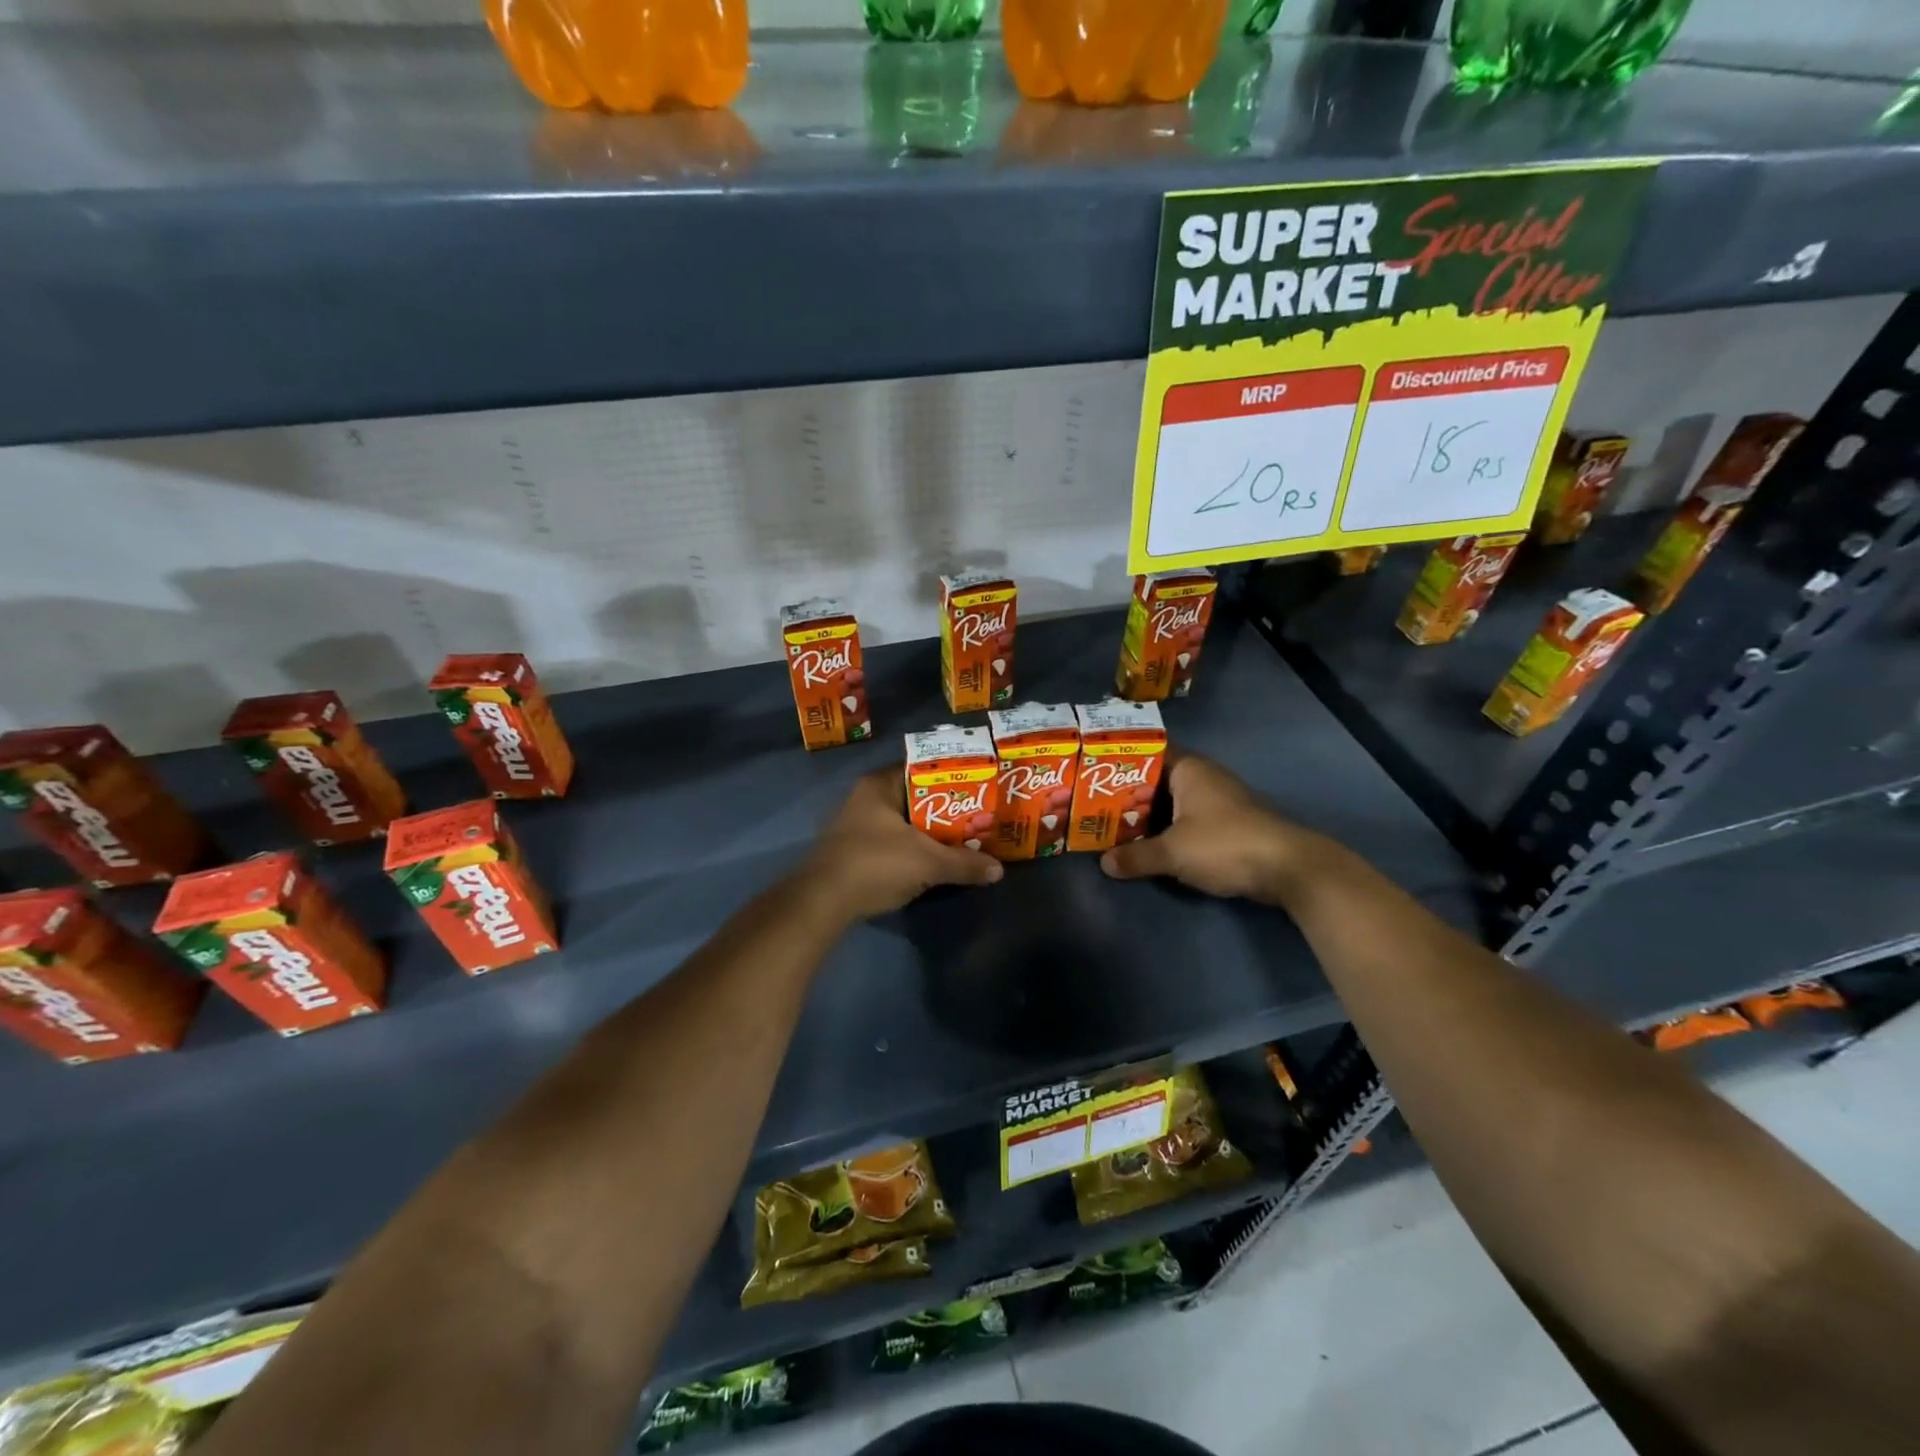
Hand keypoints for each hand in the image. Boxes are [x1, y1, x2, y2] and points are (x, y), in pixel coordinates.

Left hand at [803, 768, 1002, 923]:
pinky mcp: (853, 851)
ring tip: (964, 840)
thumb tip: (999, 871)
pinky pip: (893, 842)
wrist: (821, 902)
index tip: (980, 787)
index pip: (924, 768)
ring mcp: (857, 825)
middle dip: (947, 809)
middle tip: (979, 817)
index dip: (954, 777)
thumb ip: (964, 864)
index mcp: (880, 785)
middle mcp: (866, 798)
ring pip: (905, 822)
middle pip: (916, 797)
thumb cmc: (875, 864)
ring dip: (930, 832)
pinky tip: (934, 861)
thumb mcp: (928, 863)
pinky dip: (914, 848)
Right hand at [1099, 751, 1313, 902]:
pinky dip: (1167, 827)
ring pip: (1172, 801)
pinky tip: (1149, 843)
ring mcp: (1218, 800)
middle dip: (1128, 793)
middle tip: (1094, 804)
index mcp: (1189, 769)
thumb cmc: (1224, 844)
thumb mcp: (1173, 852)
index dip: (1120, 760)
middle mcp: (1203, 777)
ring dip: (1148, 814)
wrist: (1288, 867)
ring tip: (1114, 825)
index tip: (1093, 772)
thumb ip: (1136, 856)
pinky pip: (1187, 818)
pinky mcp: (1228, 823)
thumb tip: (1104, 864)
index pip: (1148, 752)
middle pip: (1157, 779)